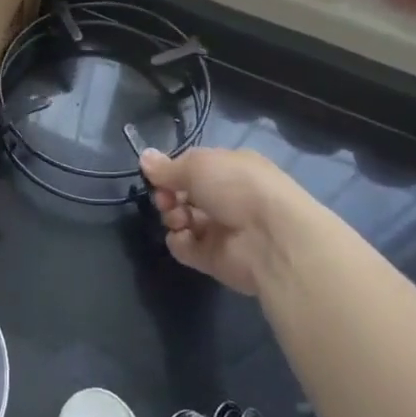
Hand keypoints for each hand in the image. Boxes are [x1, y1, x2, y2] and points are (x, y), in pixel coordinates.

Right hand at [139, 146, 296, 294]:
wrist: (271, 238)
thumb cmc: (237, 187)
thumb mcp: (197, 165)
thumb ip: (167, 167)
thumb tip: (144, 158)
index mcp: (230, 170)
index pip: (193, 169)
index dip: (172, 172)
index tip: (158, 176)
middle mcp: (227, 198)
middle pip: (183, 195)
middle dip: (168, 195)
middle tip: (166, 199)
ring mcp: (221, 229)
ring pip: (181, 220)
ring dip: (173, 217)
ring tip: (180, 220)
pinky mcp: (215, 258)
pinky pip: (186, 248)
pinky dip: (180, 242)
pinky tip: (185, 238)